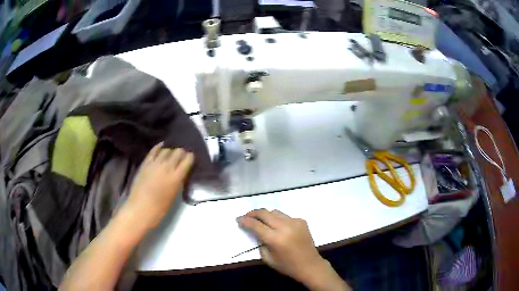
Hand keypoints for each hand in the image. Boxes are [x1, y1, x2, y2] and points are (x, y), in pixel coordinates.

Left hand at [126, 142, 193, 228]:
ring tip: (172, 153)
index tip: (191, 158)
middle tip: (182, 156)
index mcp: (176, 177)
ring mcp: (155, 164)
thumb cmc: (160, 208)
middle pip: (178, 152)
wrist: (140, 209)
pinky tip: (162, 146)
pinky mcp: (145, 163)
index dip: (190, 157)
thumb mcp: (174, 195)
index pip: (187, 160)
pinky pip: (153, 151)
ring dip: (171, 150)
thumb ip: (178, 182)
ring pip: (166, 150)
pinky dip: (159, 147)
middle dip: (182, 152)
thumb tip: (181, 174)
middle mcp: (167, 167)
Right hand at [237, 209, 349, 290]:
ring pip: (275, 211)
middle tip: (246, 216)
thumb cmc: (287, 266)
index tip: (238, 219)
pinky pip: (285, 216)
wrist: (310, 265)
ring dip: (265, 214)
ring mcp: (295, 222)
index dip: (245, 221)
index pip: (256, 225)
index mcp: (276, 239)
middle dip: (253, 213)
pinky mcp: (301, 221)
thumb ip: (260, 243)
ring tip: (260, 220)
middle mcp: (285, 227)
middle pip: (265, 213)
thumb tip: (255, 231)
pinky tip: (277, 226)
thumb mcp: (268, 258)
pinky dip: (277, 219)